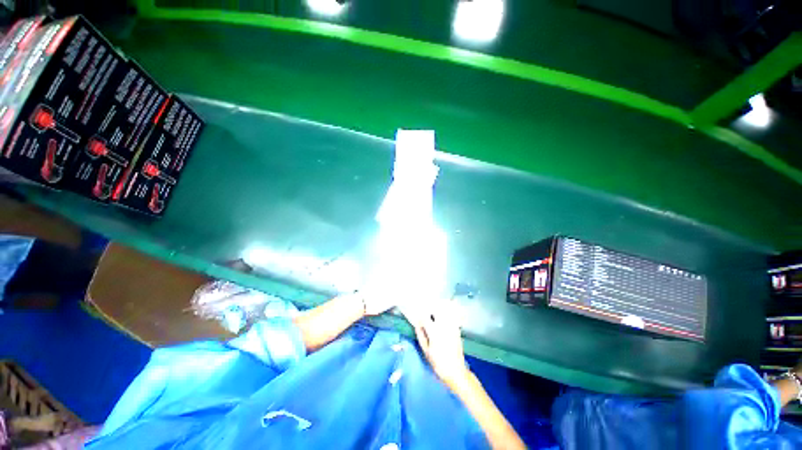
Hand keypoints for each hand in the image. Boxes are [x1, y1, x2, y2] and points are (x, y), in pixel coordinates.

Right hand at [414, 304, 469, 390]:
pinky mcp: (457, 329)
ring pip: (446, 311)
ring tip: (434, 311)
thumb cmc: (438, 363)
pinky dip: (448, 313)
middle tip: (425, 311)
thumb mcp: (426, 351)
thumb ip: (421, 335)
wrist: (455, 371)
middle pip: (436, 310)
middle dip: (430, 308)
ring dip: (439, 308)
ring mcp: (452, 326)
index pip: (424, 317)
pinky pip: (452, 316)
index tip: (416, 315)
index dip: (419, 315)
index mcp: (434, 331)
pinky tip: (444, 315)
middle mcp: (443, 326)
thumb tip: (417, 325)